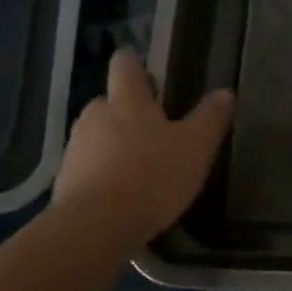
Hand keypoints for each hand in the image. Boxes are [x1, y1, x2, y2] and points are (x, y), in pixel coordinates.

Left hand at [55, 49, 233, 244]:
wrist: (96, 226)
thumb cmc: (152, 176)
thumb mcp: (196, 147)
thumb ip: (210, 118)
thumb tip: (225, 92)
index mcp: (126, 100)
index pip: (125, 65)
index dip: (135, 64)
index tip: (148, 74)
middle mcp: (95, 116)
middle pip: (110, 102)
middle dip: (130, 111)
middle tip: (156, 130)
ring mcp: (76, 148)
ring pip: (99, 135)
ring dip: (117, 144)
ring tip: (143, 166)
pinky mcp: (66, 180)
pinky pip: (89, 166)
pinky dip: (105, 173)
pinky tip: (124, 194)